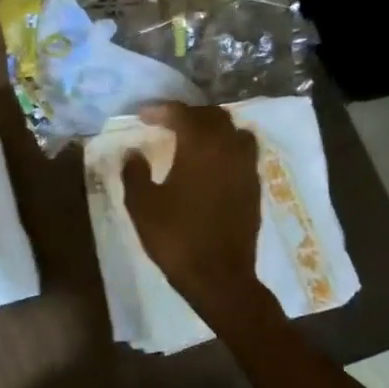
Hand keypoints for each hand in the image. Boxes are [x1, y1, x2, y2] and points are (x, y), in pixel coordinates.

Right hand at [121, 102, 272, 317]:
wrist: (219, 277)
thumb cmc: (176, 238)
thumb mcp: (142, 205)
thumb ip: (135, 173)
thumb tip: (134, 152)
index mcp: (200, 148)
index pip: (183, 114)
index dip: (161, 110)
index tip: (142, 115)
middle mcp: (228, 150)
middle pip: (214, 116)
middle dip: (189, 114)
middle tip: (167, 122)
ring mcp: (246, 169)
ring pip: (235, 132)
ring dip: (213, 128)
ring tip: (193, 138)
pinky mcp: (255, 188)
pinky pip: (244, 153)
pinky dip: (227, 147)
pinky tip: (211, 163)